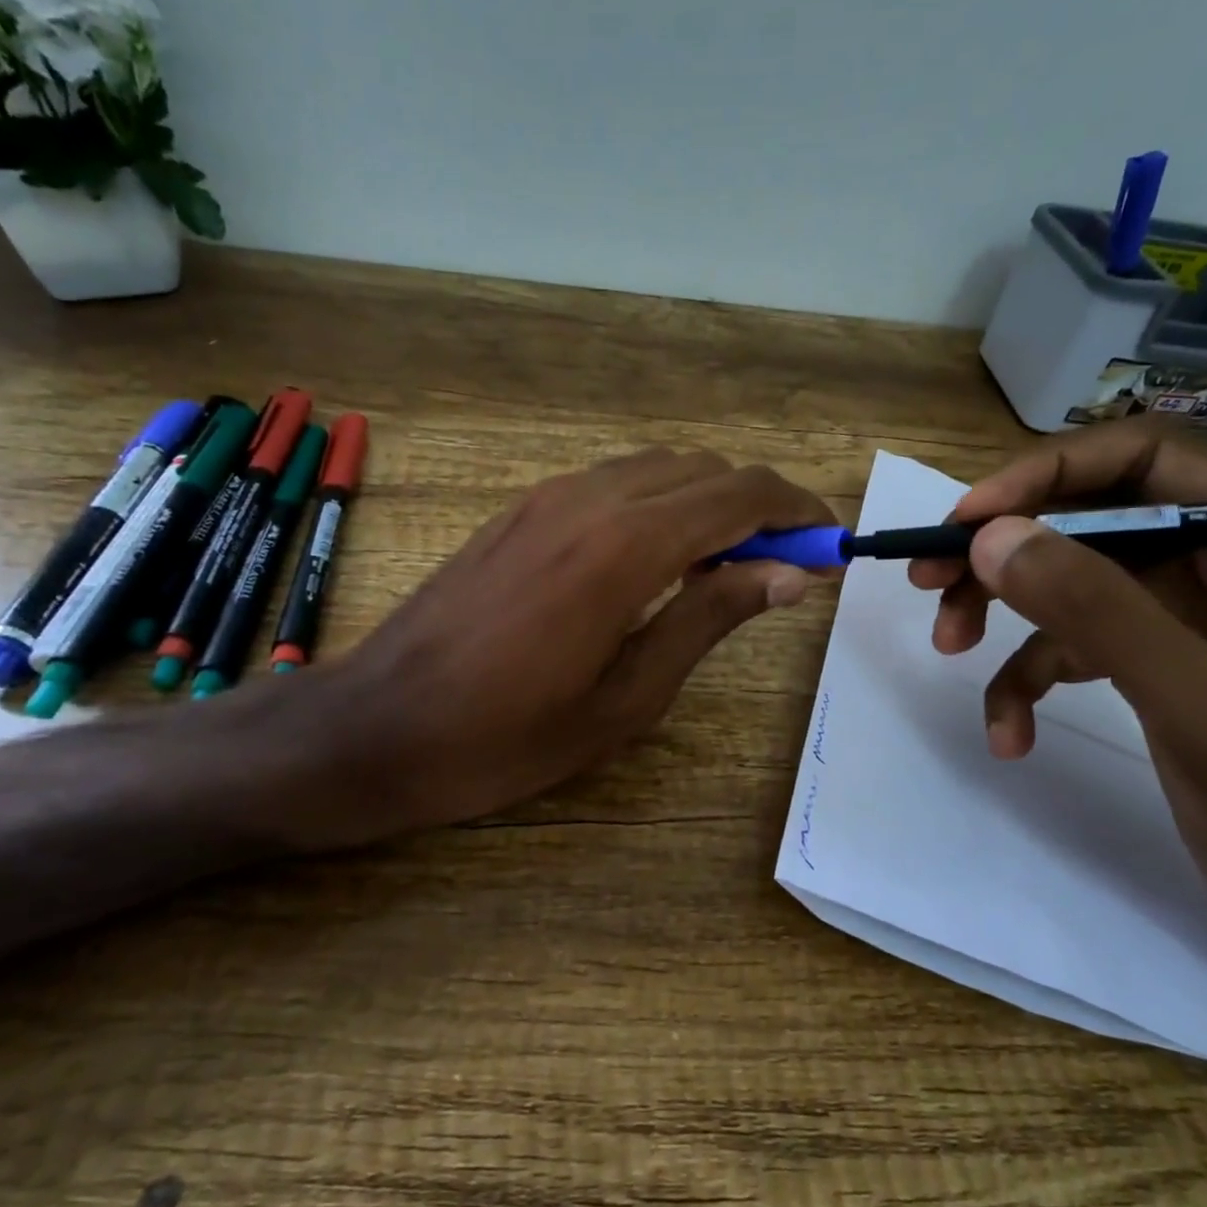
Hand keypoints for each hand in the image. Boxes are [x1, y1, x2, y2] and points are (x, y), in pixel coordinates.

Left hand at [306, 448, 831, 839]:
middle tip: (785, 566)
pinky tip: (658, 559)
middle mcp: (590, 498)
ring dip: (708, 501)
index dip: (796, 511)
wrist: (377, 726)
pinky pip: (612, 483)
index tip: (830, 544)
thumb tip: (786, 572)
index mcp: (625, 546)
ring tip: (729, 566)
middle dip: (758, 506)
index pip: (740, 495)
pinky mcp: (519, 511)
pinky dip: (658, 504)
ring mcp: (546, 498)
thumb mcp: (627, 698)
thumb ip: (709, 619)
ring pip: (657, 469)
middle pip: (703, 470)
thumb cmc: (507, 736)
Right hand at [909, 421, 1206, 965]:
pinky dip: (1026, 678)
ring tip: (949, 646)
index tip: (967, 519)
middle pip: (1091, 514)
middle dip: (1006, 549)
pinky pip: (1069, 640)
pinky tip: (1009, 734)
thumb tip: (989, 539)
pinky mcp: (1152, 649)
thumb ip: (1097, 611)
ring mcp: (1188, 604)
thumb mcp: (1197, 703)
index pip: (1149, 458)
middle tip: (927, 577)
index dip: (1048, 473)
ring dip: (1000, 609)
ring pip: (1068, 573)